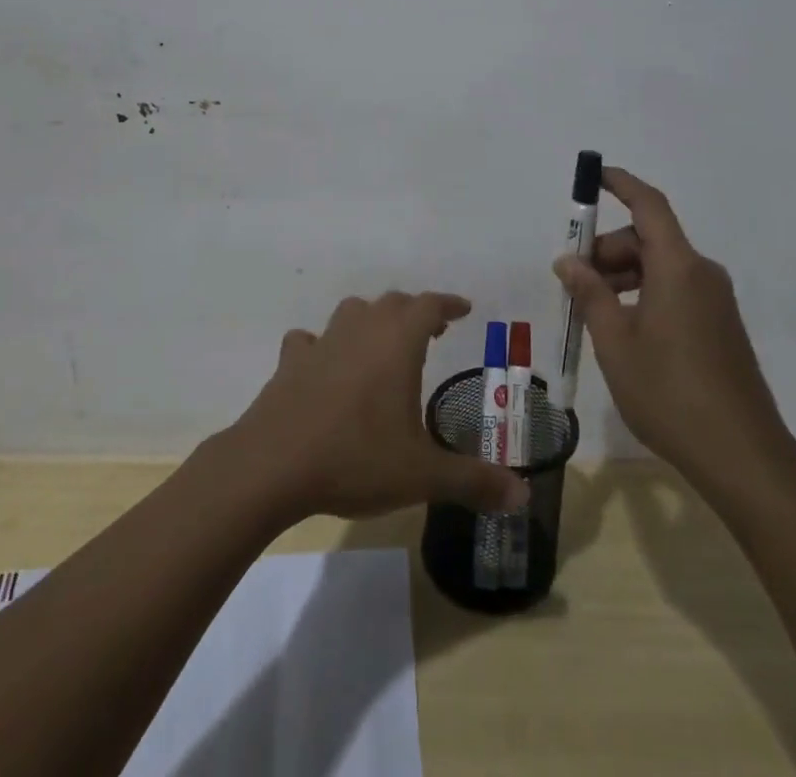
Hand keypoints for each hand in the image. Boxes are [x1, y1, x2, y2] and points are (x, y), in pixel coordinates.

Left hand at [225, 291, 529, 522]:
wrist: (273, 465)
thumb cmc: (356, 458)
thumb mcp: (422, 475)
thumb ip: (474, 481)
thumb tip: (522, 493)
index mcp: (397, 343)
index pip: (429, 305)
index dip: (449, 304)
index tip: (464, 309)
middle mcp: (361, 330)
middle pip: (392, 303)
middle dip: (415, 312)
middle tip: (431, 331)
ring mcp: (322, 343)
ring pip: (351, 312)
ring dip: (370, 320)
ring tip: (381, 344)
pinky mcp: (290, 362)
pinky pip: (309, 341)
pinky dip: (322, 346)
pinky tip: (323, 365)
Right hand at [552, 168, 795, 488]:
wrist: (743, 455)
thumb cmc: (669, 392)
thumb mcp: (615, 341)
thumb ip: (590, 293)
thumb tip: (568, 260)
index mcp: (678, 267)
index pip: (648, 205)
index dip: (621, 183)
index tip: (593, 176)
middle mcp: (701, 273)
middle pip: (648, 238)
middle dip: (607, 249)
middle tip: (574, 282)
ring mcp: (715, 300)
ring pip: (661, 266)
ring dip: (623, 275)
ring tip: (593, 311)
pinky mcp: (720, 325)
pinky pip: (675, 289)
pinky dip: (644, 293)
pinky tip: (624, 329)